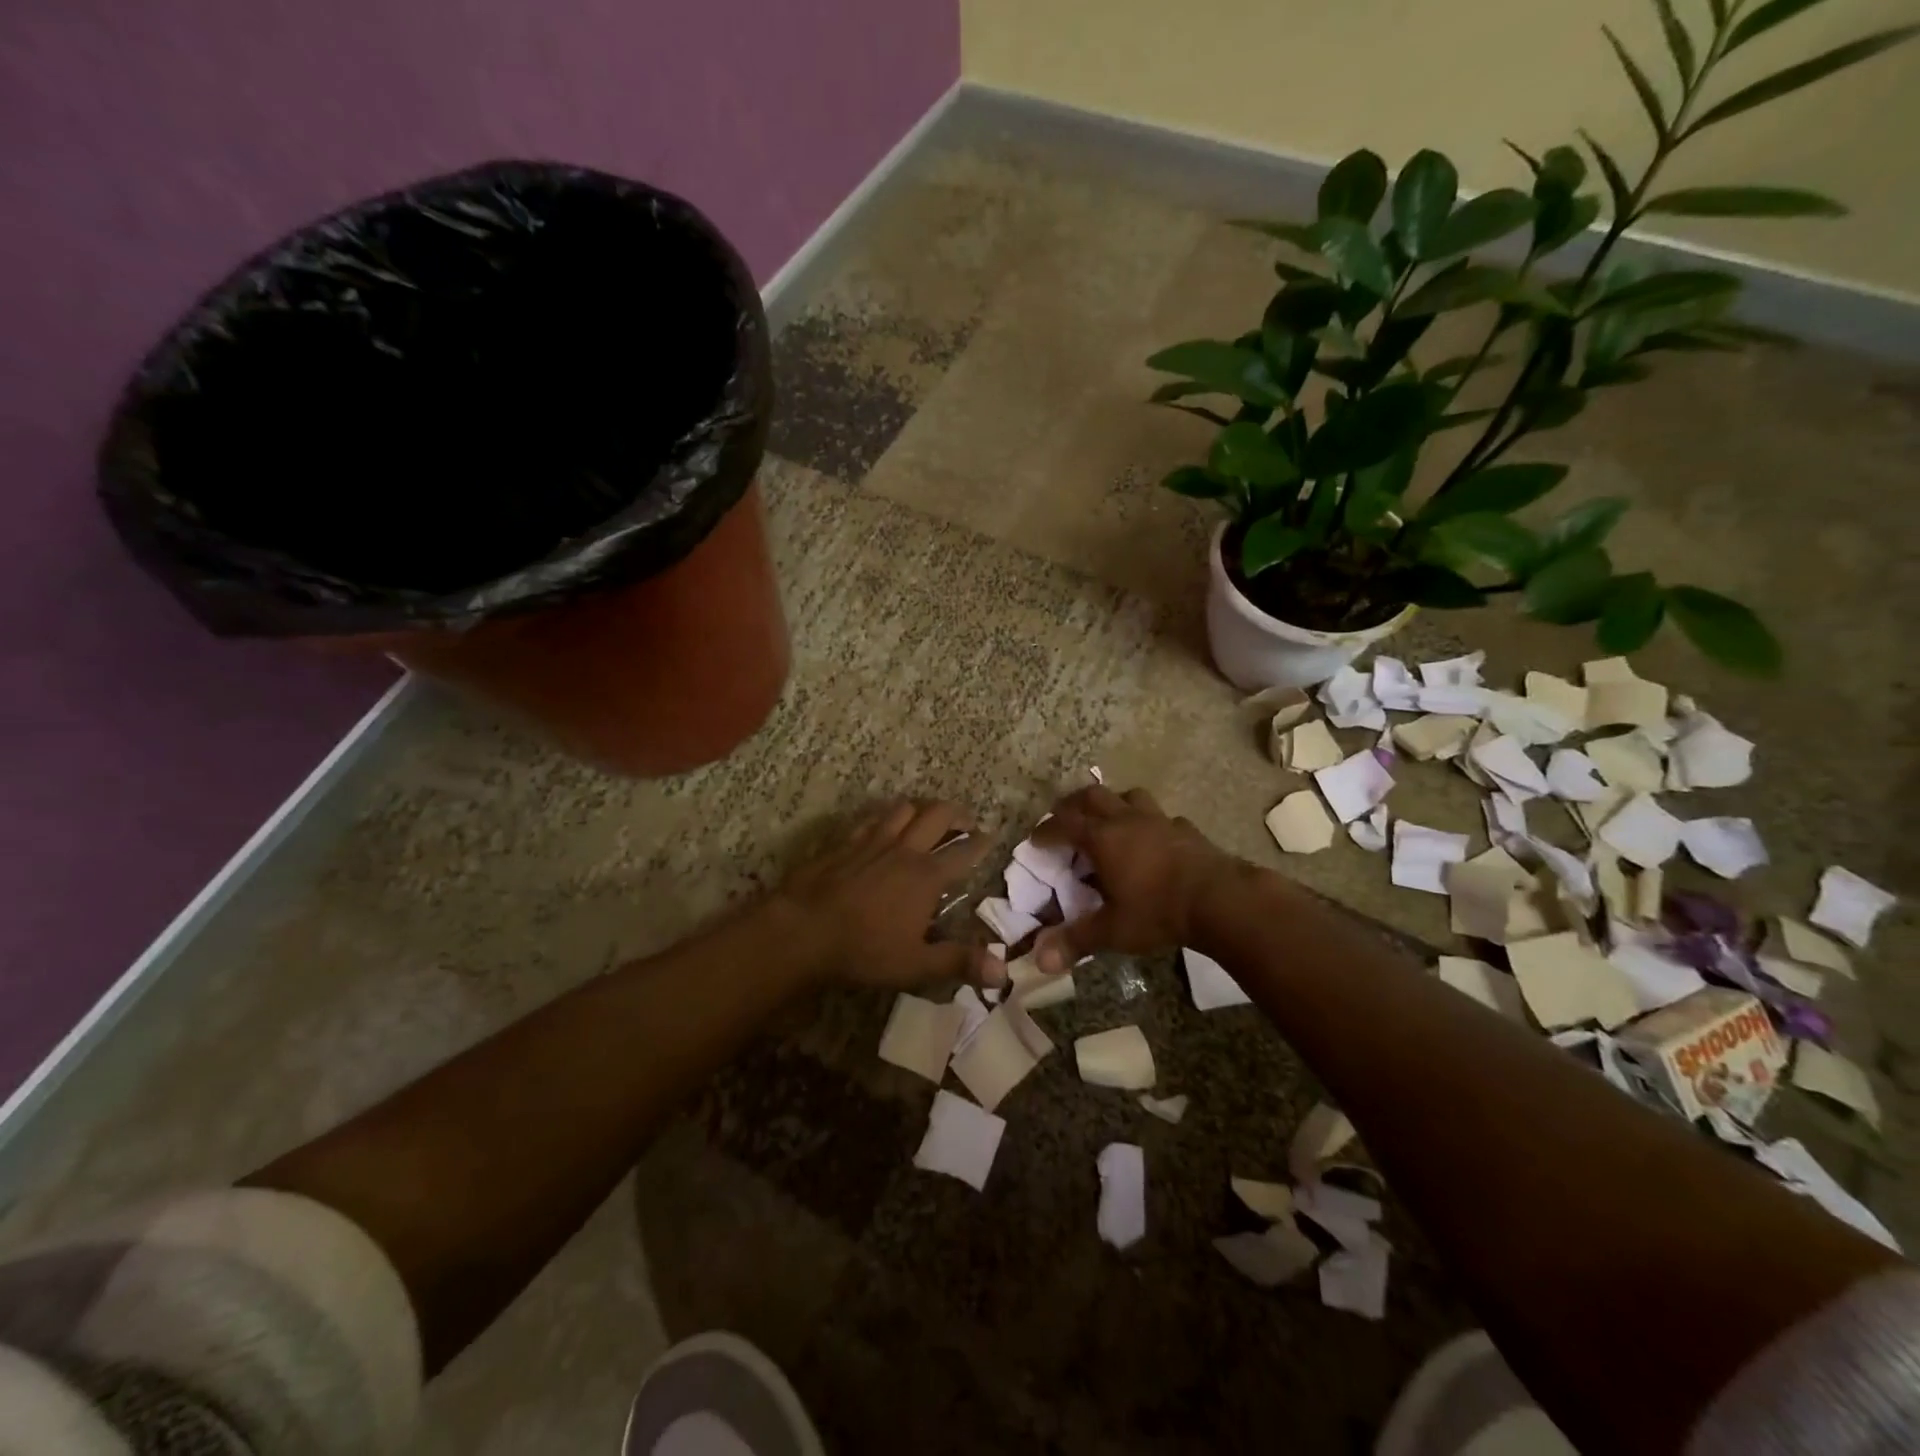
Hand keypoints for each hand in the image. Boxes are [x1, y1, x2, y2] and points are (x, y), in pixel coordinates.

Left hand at [774, 799, 1002, 990]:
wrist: (803, 931)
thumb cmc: (864, 950)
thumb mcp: (915, 964)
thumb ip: (958, 962)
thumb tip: (1002, 972)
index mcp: (926, 876)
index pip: (964, 852)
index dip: (981, 843)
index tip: (991, 837)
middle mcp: (904, 849)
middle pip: (937, 815)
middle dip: (957, 814)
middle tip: (965, 822)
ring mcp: (872, 841)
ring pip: (904, 808)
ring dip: (921, 809)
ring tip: (927, 819)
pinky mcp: (845, 842)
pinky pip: (871, 819)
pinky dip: (885, 817)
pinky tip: (883, 826)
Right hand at [1030, 785, 1237, 973]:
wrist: (1220, 899)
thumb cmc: (1158, 911)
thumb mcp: (1112, 931)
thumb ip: (1075, 941)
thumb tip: (1040, 960)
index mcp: (1102, 838)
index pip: (1063, 824)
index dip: (1045, 831)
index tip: (1035, 841)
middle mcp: (1126, 820)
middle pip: (1092, 796)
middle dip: (1073, 805)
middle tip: (1064, 820)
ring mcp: (1159, 820)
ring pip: (1128, 796)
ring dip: (1113, 803)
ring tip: (1108, 821)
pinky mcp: (1185, 829)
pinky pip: (1161, 816)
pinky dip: (1149, 823)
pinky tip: (1153, 840)